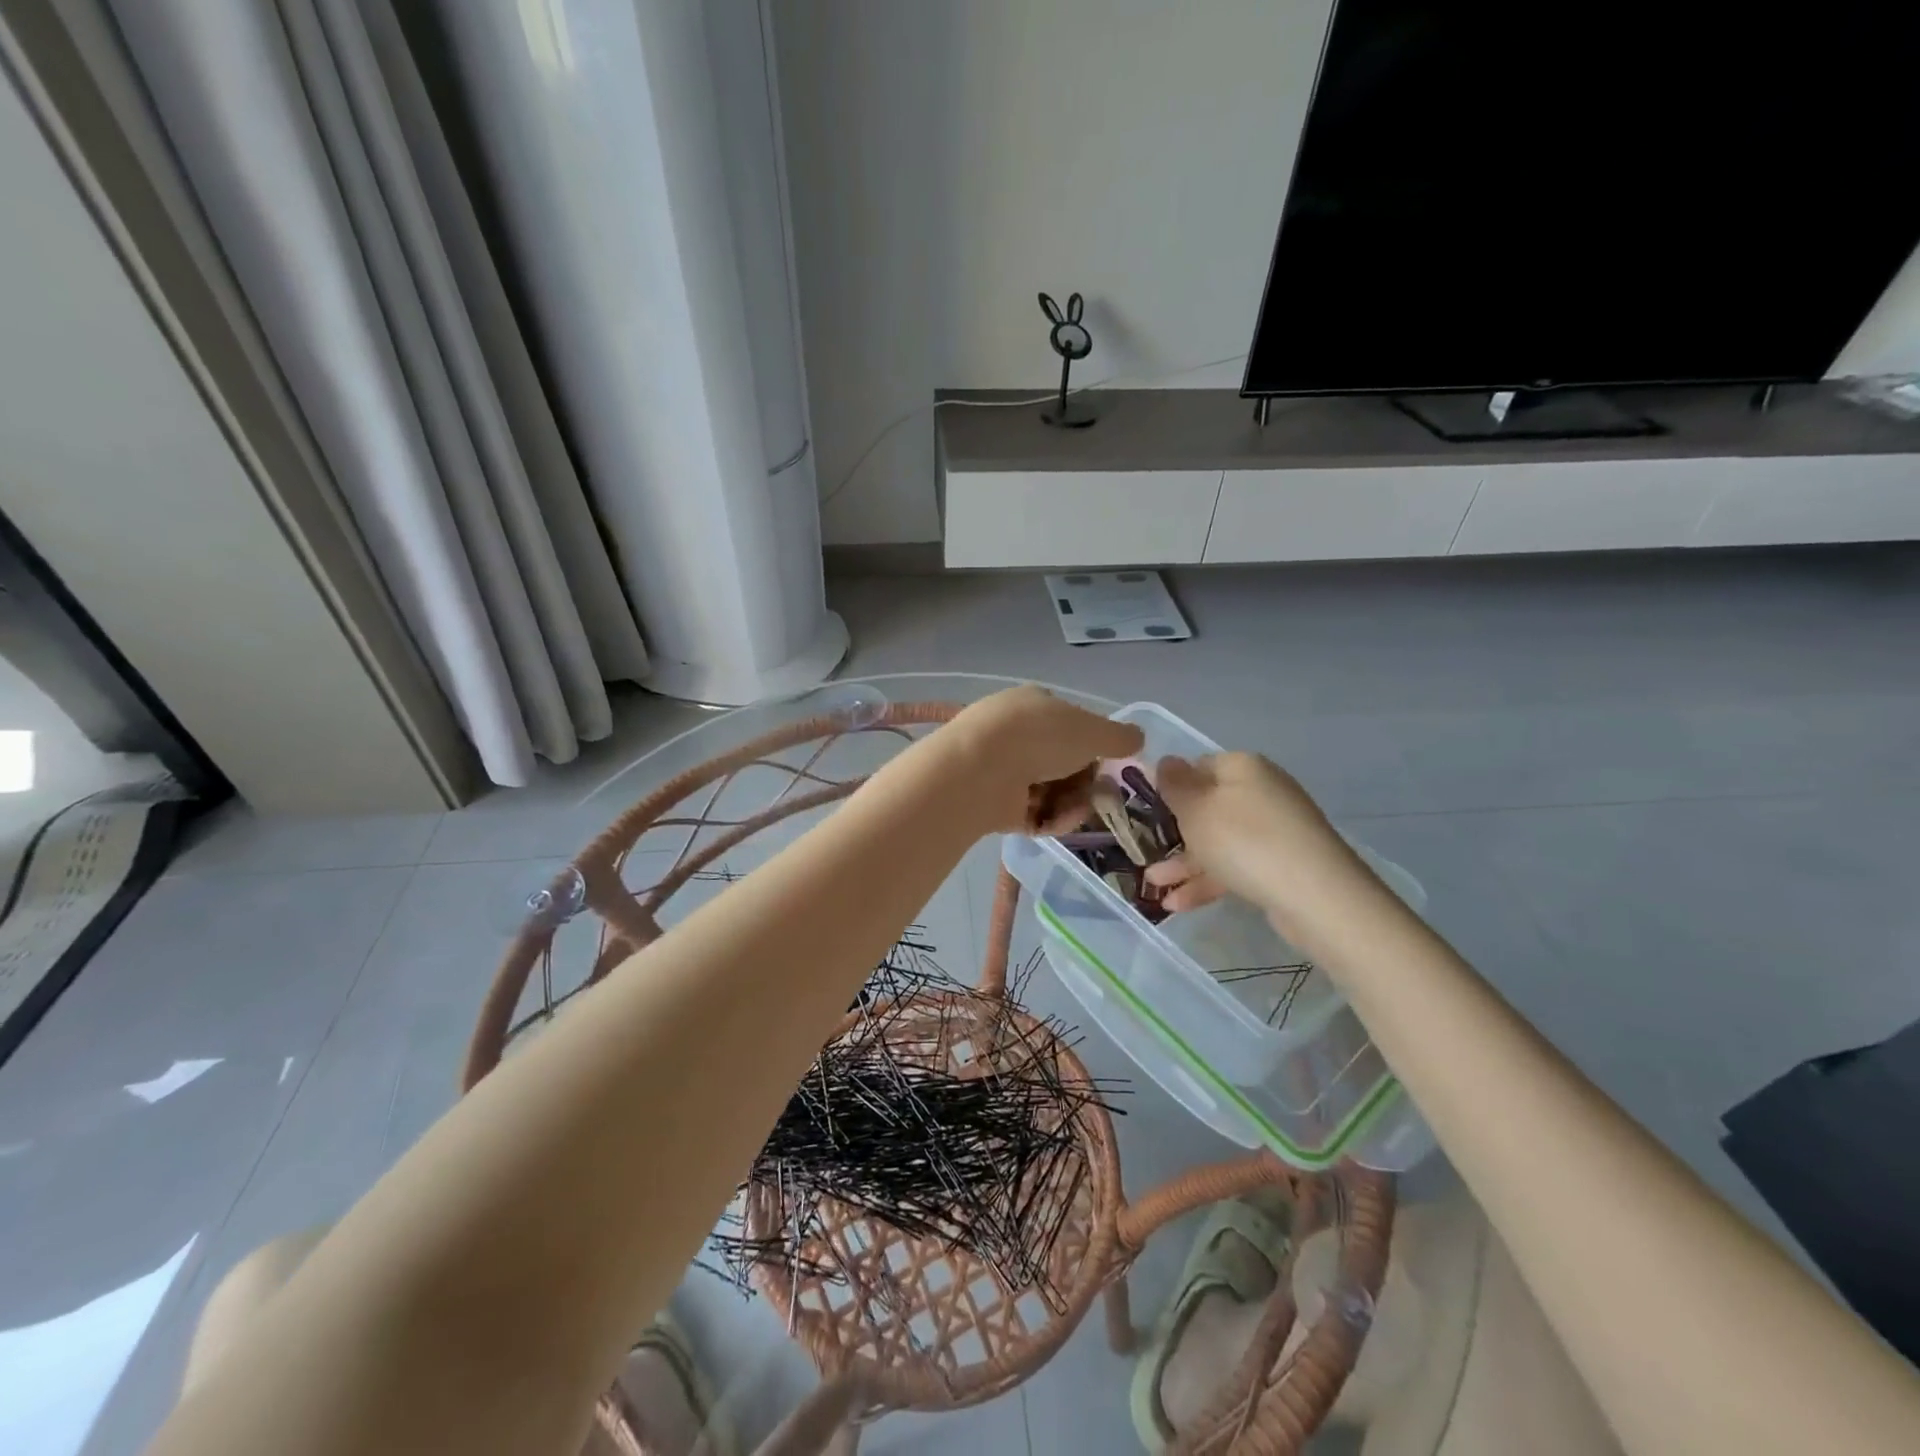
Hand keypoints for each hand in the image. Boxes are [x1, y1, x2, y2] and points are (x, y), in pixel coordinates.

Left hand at [941, 686, 1143, 833]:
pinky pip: (1034, 814)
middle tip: (1102, 795)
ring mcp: (1003, 769)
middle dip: (1086, 782)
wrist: (978, 770)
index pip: (1072, 724)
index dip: (1094, 746)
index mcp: (1034, 705)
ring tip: (1078, 811)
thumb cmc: (1039, 737)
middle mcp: (1016, 734)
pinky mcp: (996, 804)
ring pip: (1052, 791)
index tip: (1112, 765)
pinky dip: (1050, 820)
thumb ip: (1119, 737)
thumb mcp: (1091, 731)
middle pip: (1064, 762)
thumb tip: (1138, 738)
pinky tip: (1057, 822)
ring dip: (1072, 804)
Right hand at [1144, 753, 1359, 917]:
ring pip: (1218, 841)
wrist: (1316, 896)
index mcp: (1242, 767)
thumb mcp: (1195, 809)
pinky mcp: (1282, 863)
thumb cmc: (1244, 842)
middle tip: (1145, 849)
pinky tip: (1176, 905)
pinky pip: (1235, 865)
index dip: (1170, 786)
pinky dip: (1208, 881)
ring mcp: (1275, 829)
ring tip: (1152, 885)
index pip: (1198, 766)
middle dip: (1173, 831)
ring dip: (1184, 862)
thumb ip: (1174, 785)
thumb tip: (1166, 761)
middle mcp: (1261, 791)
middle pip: (1207, 806)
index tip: (1146, 810)